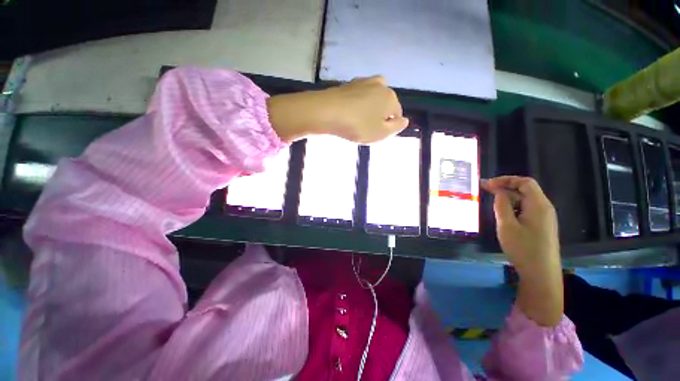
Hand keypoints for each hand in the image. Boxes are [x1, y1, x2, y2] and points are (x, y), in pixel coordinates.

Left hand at [267, 76, 408, 143]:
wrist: (327, 112)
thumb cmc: (358, 126)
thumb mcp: (381, 133)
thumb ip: (396, 128)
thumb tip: (405, 120)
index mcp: (390, 97)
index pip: (397, 114)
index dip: (388, 126)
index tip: (376, 134)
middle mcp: (380, 85)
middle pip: (385, 104)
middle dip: (380, 115)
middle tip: (367, 128)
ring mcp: (364, 82)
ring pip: (373, 98)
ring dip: (370, 108)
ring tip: (359, 120)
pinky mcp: (349, 84)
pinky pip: (359, 96)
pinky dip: (358, 104)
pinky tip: (350, 112)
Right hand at [481, 176, 563, 325]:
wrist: (541, 274)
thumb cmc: (523, 248)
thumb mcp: (507, 225)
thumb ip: (502, 205)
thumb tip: (498, 191)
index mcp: (539, 205)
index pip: (525, 182)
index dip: (506, 179)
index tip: (487, 184)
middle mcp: (544, 208)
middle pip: (526, 189)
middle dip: (505, 187)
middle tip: (485, 190)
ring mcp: (544, 217)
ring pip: (525, 200)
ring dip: (508, 197)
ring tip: (491, 201)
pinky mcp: (541, 226)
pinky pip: (527, 209)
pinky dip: (513, 207)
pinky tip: (503, 214)